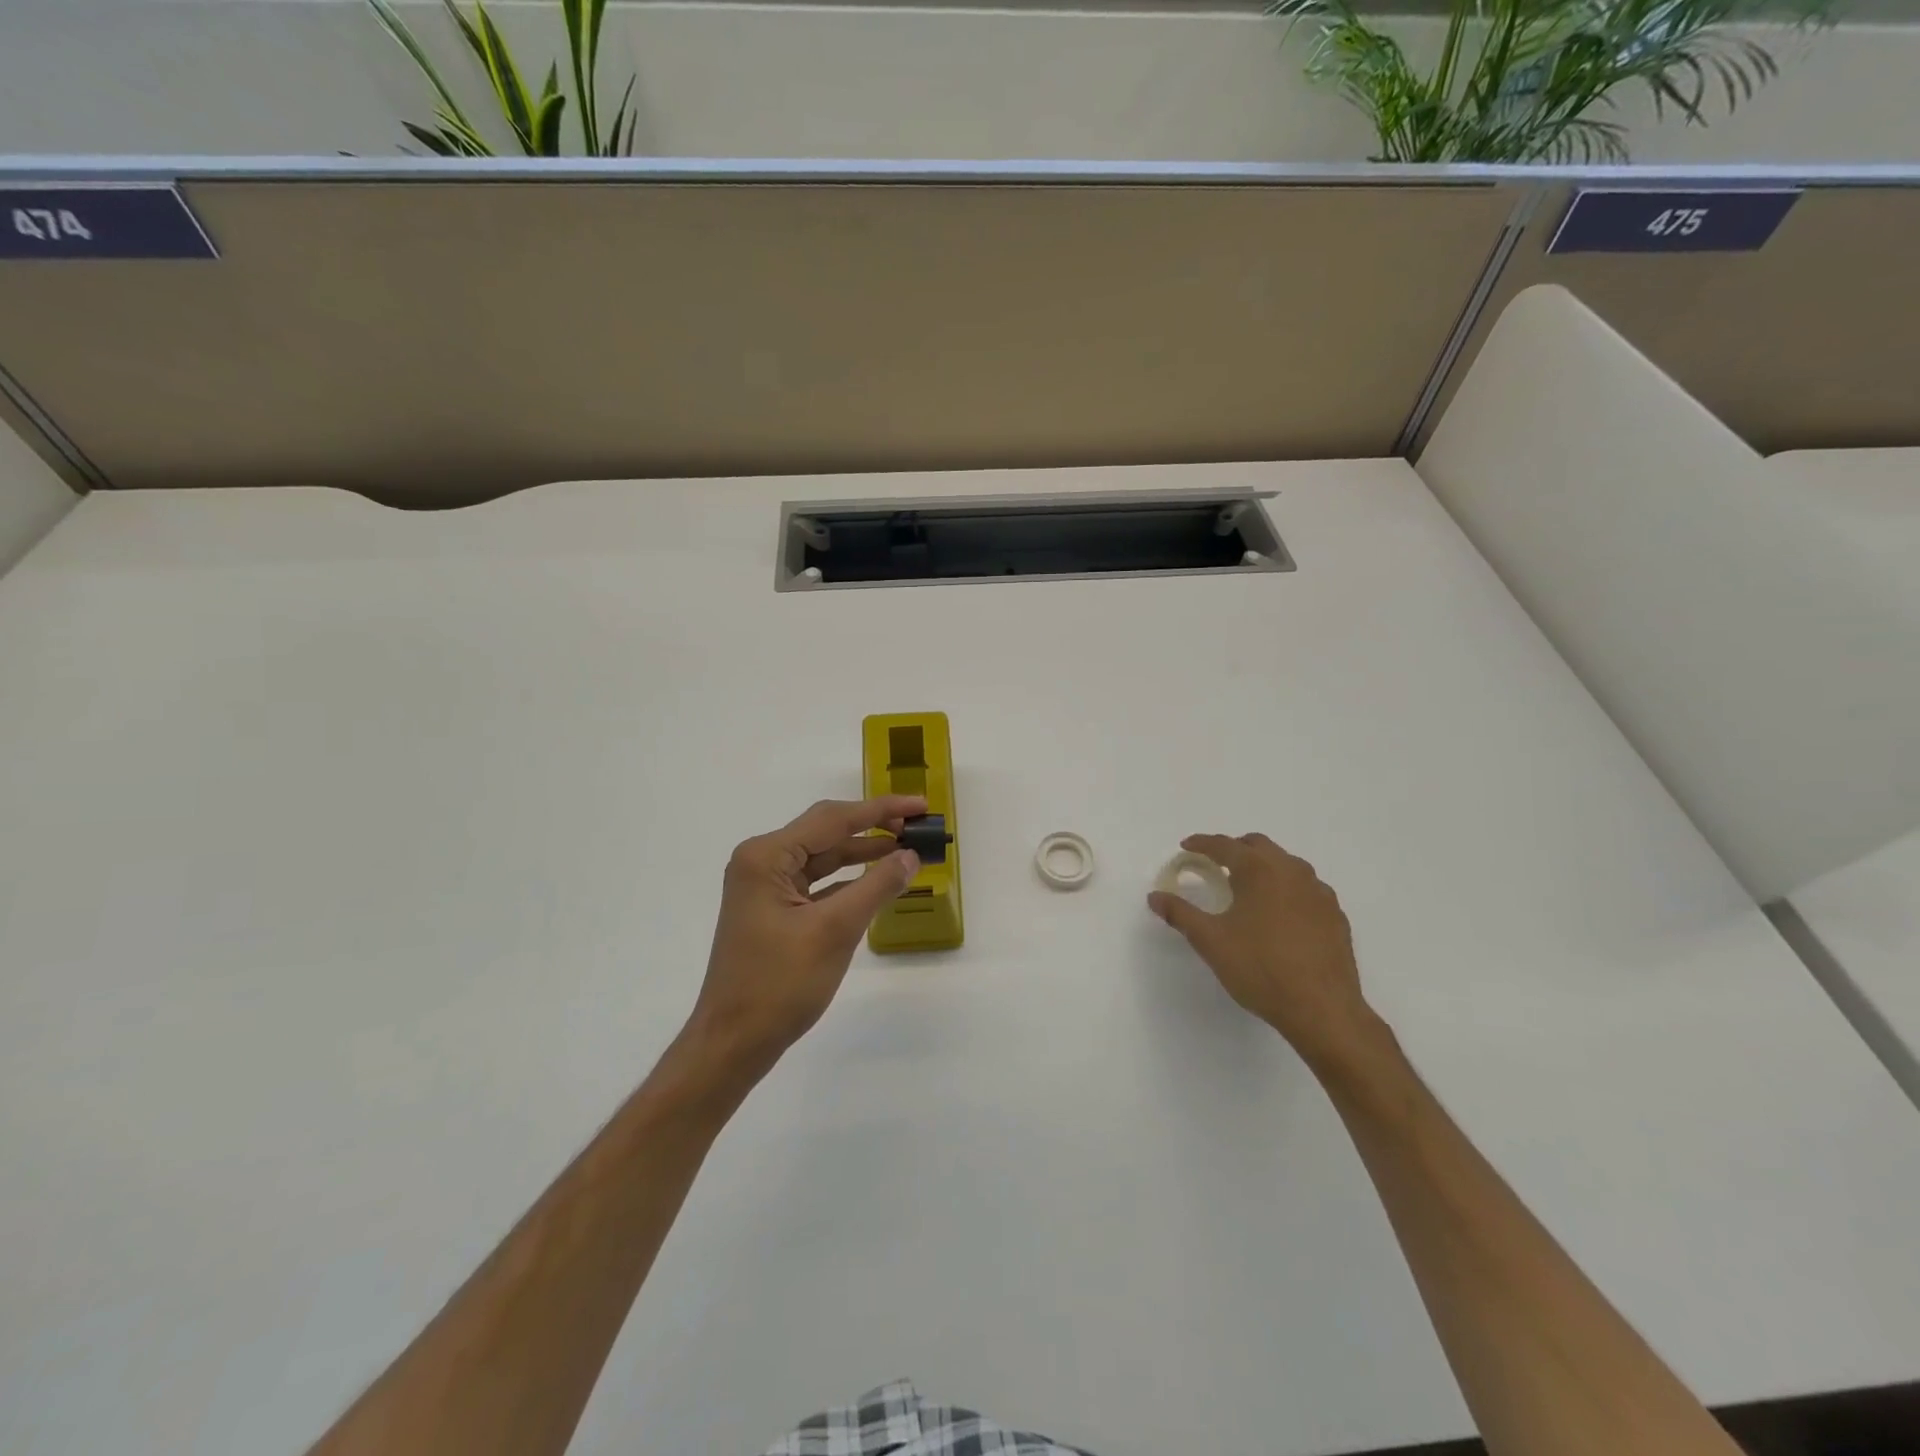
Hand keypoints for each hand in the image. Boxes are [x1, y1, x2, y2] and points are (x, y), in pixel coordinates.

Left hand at [686, 795, 924, 1078]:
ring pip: (822, 856)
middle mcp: (761, 862)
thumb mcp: (835, 931)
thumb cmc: (779, 984)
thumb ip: (876, 886)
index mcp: (767, 856)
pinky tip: (876, 880)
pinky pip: (817, 882)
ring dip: (862, 852)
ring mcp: (765, 887)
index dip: (881, 810)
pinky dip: (847, 879)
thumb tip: (910, 855)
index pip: (833, 819)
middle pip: (826, 831)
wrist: (733, 1043)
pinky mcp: (773, 910)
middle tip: (916, 826)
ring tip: (905, 849)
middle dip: (873, 826)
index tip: (920, 805)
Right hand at [1148, 833, 1376, 1066]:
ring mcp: (1319, 892)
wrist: (1323, 1009)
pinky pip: (1306, 888)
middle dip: (1234, 849)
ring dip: (1263, 866)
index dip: (1202, 843)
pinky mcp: (1335, 915)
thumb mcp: (1211, 941)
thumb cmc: (1260, 968)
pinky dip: (1286, 888)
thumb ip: (1180, 913)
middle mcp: (1292, 871)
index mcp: (1259, 870)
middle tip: (1214, 865)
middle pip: (1259, 846)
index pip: (1225, 845)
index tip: (1186, 846)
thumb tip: (1155, 896)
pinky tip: (1279, 913)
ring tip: (1247, 888)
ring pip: (1286, 864)